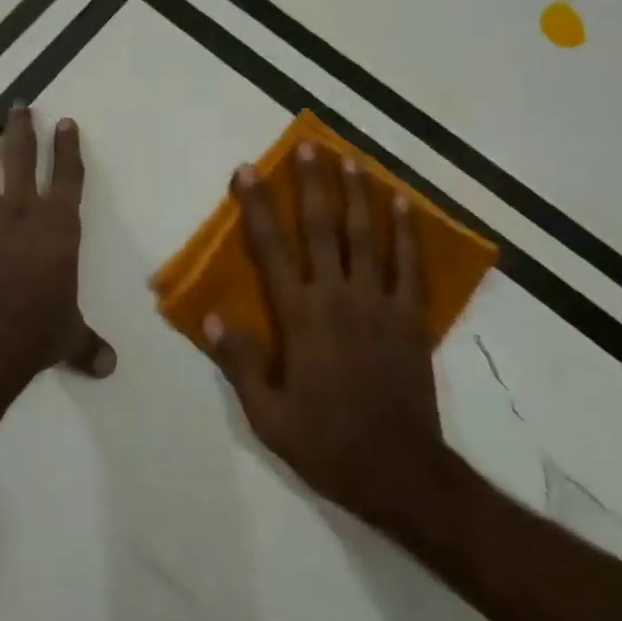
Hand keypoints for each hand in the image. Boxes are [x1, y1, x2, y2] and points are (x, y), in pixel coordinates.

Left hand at [0, 107, 114, 408]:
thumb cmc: (33, 335)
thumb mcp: (68, 338)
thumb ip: (88, 345)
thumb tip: (109, 367)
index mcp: (57, 228)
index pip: (67, 176)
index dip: (67, 147)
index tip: (64, 122)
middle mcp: (20, 212)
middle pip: (21, 158)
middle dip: (22, 128)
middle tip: (19, 104)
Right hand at [207, 144, 444, 526]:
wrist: (402, 474)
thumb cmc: (328, 444)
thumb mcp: (269, 417)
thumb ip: (239, 364)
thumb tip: (210, 317)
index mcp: (300, 318)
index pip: (271, 250)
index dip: (257, 207)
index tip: (248, 171)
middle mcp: (338, 298)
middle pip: (323, 229)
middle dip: (312, 184)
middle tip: (308, 146)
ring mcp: (379, 304)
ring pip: (366, 236)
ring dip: (357, 194)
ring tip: (350, 159)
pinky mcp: (410, 317)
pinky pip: (409, 265)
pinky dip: (406, 232)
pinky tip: (403, 202)